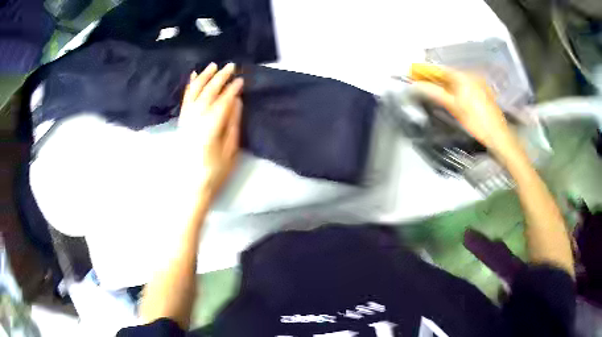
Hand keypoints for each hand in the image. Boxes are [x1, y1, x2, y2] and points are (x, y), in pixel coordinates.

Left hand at [178, 62, 242, 198]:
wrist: (189, 187)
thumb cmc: (214, 173)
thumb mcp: (230, 152)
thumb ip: (233, 125)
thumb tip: (237, 103)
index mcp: (210, 128)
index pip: (222, 102)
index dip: (232, 90)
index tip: (241, 80)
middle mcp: (195, 120)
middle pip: (208, 93)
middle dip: (220, 78)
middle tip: (231, 66)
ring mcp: (186, 120)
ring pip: (194, 93)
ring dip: (204, 78)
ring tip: (213, 66)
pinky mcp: (182, 123)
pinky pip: (185, 100)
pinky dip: (189, 87)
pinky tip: (193, 77)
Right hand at [410, 63, 515, 157]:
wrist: (498, 135)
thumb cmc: (476, 121)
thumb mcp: (453, 107)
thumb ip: (434, 93)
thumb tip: (416, 86)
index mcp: (463, 76)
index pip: (440, 69)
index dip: (426, 71)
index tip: (414, 74)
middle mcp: (471, 75)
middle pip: (449, 74)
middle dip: (436, 78)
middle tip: (423, 85)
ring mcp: (479, 83)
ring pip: (458, 80)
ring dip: (446, 84)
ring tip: (436, 92)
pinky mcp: (483, 92)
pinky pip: (466, 86)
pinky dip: (456, 88)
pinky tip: (453, 97)